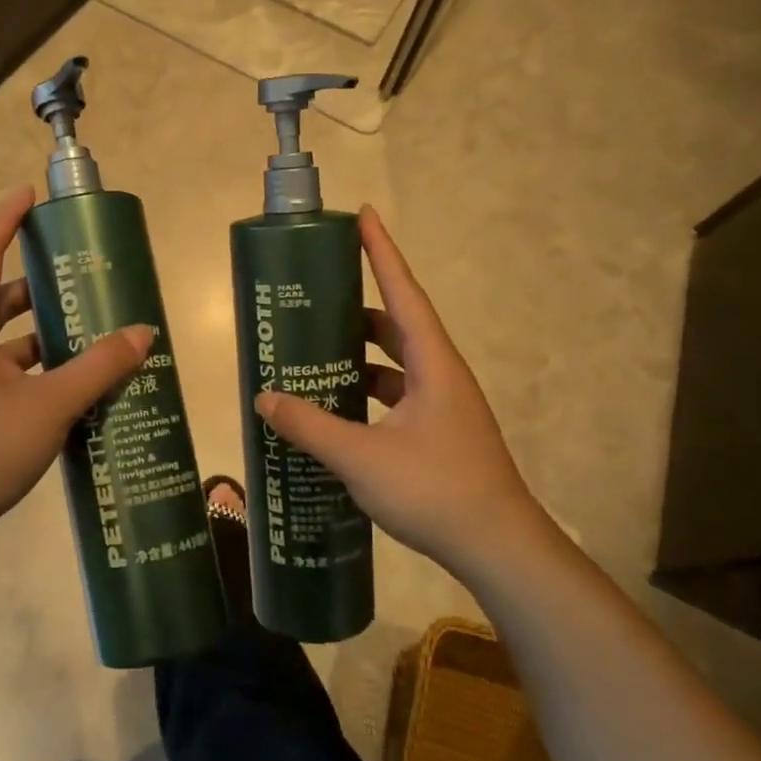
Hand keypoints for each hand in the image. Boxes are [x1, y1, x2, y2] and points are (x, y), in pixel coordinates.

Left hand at [0, 187, 151, 557]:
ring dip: (45, 336)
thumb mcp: (48, 405)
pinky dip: (39, 374)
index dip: (6, 220)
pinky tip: (74, 390)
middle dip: (40, 285)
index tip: (32, 195)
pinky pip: (7, 377)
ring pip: (6, 343)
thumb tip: (142, 333)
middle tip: (84, 279)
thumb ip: (98, 368)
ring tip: (94, 336)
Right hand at [254, 207, 550, 574]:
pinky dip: (368, 391)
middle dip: (359, 306)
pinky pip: (398, 395)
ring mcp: (444, 405)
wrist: (497, 547)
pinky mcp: (439, 431)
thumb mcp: (361, 457)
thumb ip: (309, 426)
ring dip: (361, 354)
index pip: (403, 292)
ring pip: (398, 363)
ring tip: (317, 351)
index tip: (363, 214)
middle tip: (318, 297)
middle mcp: (442, 374)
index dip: (382, 251)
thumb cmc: (434, 490)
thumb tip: (264, 398)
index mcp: (433, 363)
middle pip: (398, 324)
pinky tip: (339, 407)